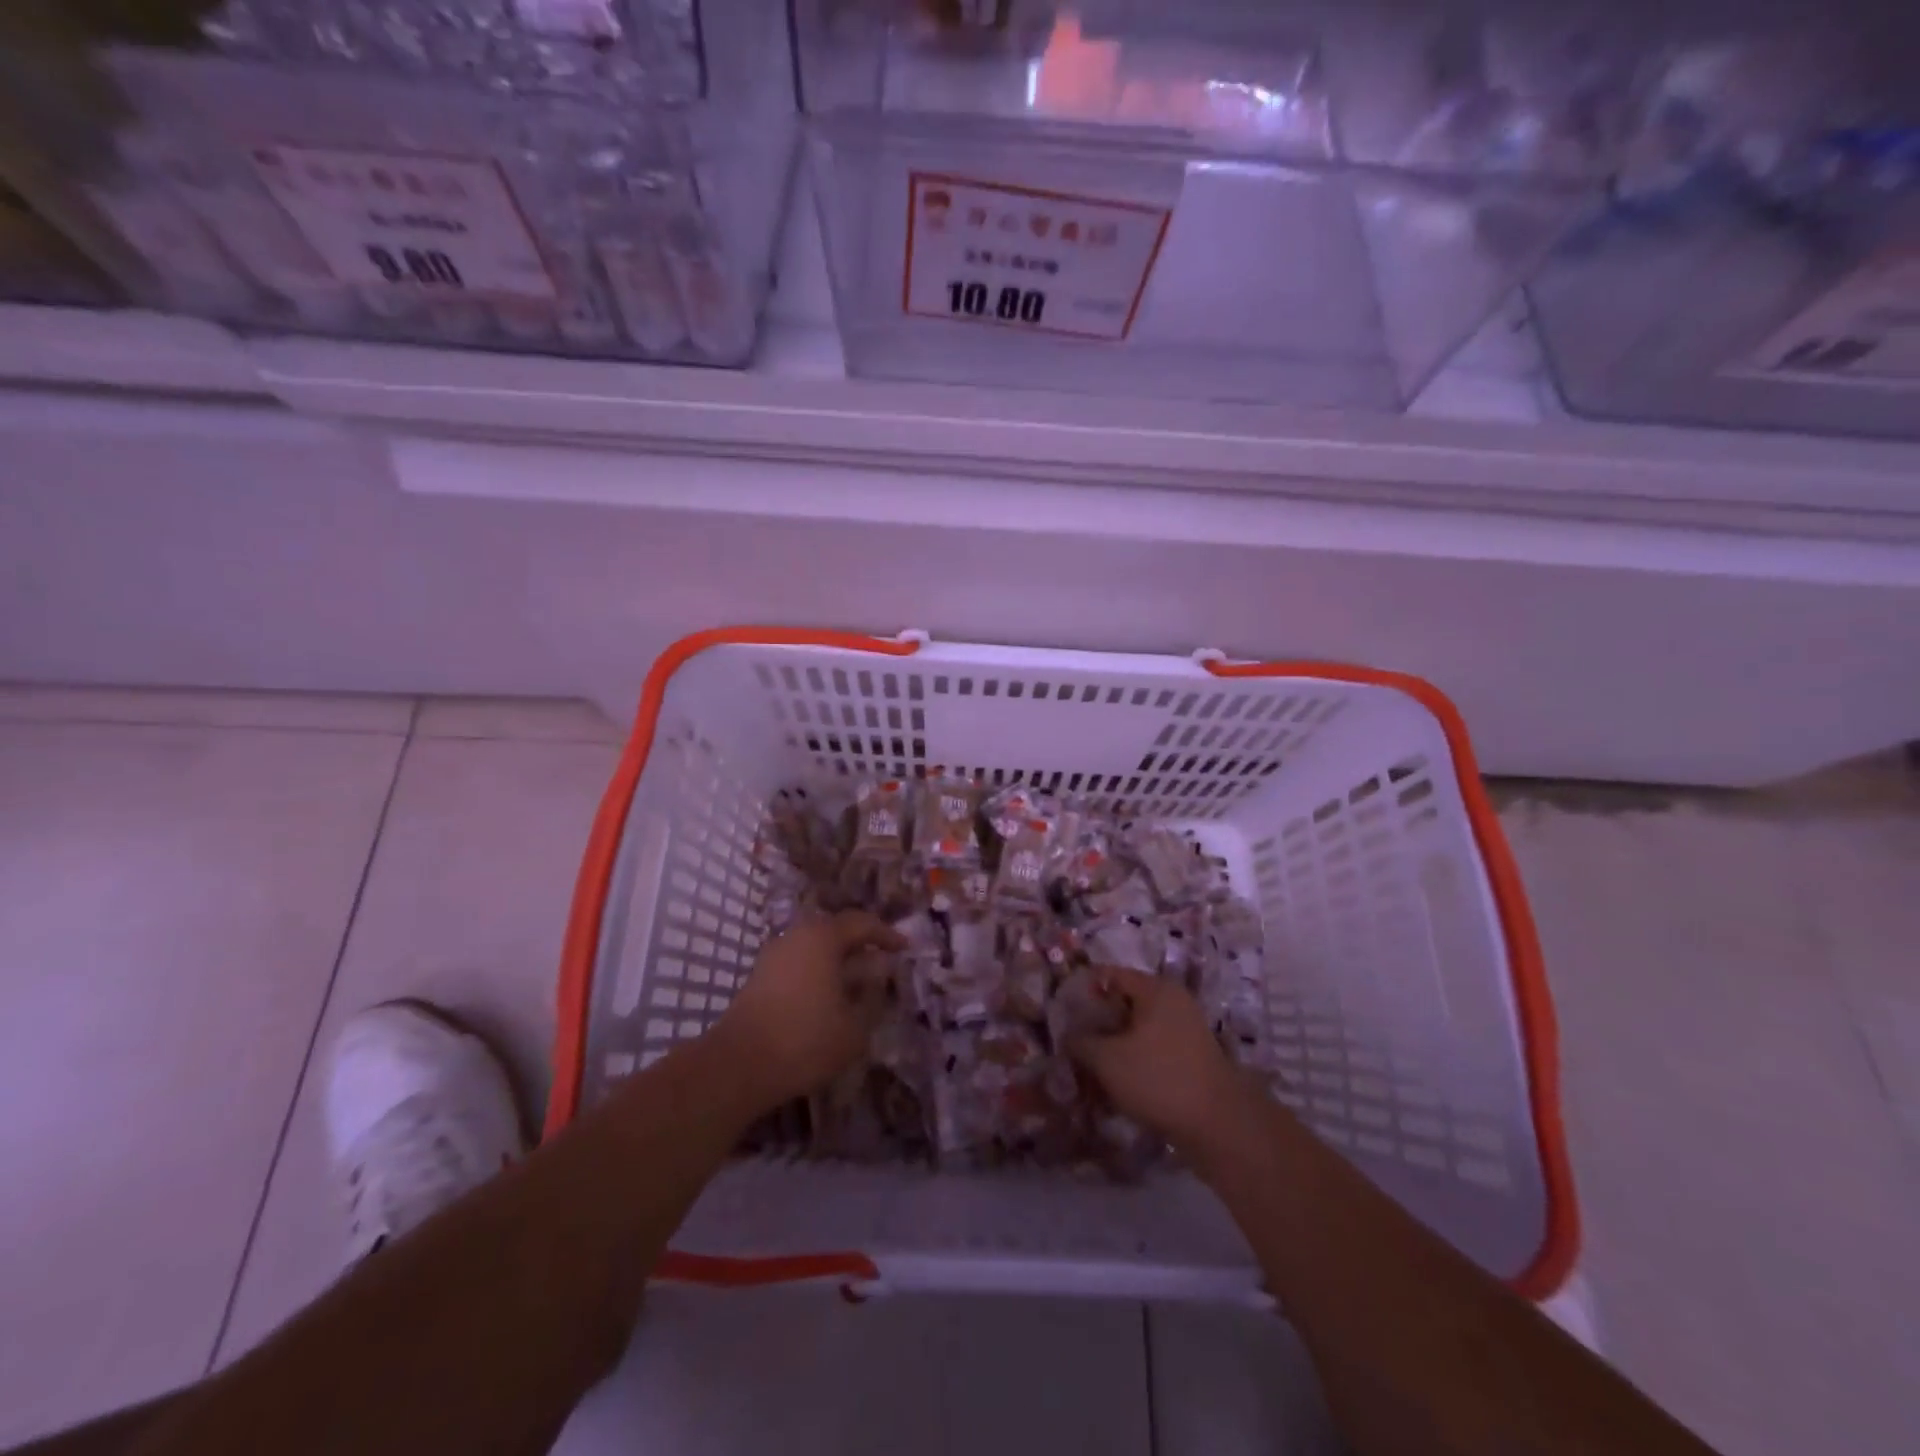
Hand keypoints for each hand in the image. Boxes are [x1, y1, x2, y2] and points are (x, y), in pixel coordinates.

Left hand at [713, 911, 902, 1108]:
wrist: (738, 1065)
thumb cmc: (805, 1039)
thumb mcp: (854, 1027)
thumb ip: (872, 999)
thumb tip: (878, 980)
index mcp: (823, 937)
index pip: (862, 923)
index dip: (886, 935)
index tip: (905, 947)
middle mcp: (796, 936)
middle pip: (834, 930)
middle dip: (860, 944)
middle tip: (881, 959)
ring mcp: (773, 955)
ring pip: (814, 947)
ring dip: (837, 960)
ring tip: (857, 981)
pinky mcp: (759, 977)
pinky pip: (798, 963)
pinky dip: (818, 972)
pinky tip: (828, 997)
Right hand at [1067, 967, 1244, 1149]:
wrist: (1220, 1126)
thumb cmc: (1159, 1078)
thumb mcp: (1107, 1060)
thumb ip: (1080, 1042)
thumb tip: (1068, 1036)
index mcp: (1155, 988)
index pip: (1109, 975)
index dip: (1082, 991)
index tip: (1061, 1013)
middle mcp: (1173, 1001)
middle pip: (1123, 1003)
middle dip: (1097, 1023)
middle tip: (1072, 1043)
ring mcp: (1186, 1030)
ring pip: (1137, 1030)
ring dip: (1113, 1046)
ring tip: (1090, 1069)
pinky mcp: (1191, 1058)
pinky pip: (1153, 1050)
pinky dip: (1133, 1062)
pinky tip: (1116, 1085)